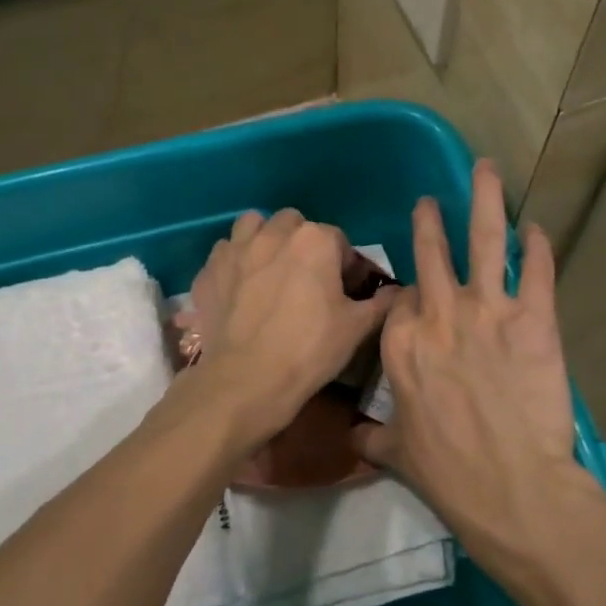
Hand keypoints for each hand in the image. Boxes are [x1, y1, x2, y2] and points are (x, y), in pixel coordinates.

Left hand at [188, 210, 397, 445]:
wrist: (246, 380)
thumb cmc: (309, 350)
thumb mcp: (357, 328)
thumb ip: (382, 302)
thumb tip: (398, 292)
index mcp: (314, 240)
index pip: (338, 239)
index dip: (344, 264)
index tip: (343, 291)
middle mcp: (273, 233)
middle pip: (294, 224)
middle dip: (303, 244)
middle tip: (307, 279)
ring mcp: (235, 249)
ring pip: (252, 226)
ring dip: (264, 240)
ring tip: (270, 271)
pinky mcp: (208, 270)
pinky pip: (224, 253)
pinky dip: (234, 264)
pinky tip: (240, 288)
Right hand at [358, 162, 591, 545]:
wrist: (512, 489)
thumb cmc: (449, 474)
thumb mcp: (398, 455)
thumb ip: (373, 437)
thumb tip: (354, 437)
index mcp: (400, 343)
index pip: (401, 298)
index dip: (409, 291)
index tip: (415, 286)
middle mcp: (438, 314)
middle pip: (432, 252)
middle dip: (431, 220)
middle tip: (431, 199)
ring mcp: (487, 311)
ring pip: (485, 240)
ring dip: (486, 200)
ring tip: (487, 168)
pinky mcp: (534, 318)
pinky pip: (536, 270)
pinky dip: (539, 247)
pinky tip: (538, 228)